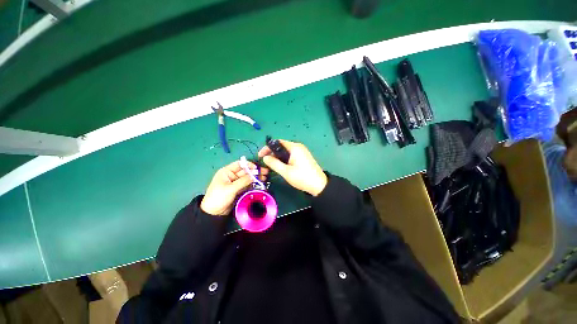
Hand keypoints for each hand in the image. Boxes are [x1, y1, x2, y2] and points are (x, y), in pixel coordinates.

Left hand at [201, 160, 268, 215]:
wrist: (214, 213)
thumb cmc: (218, 197)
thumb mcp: (230, 188)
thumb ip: (243, 181)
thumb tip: (254, 176)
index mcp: (227, 172)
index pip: (239, 164)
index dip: (249, 165)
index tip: (257, 168)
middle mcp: (232, 175)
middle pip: (246, 171)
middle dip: (255, 171)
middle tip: (266, 172)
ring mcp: (236, 183)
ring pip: (248, 178)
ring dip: (256, 177)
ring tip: (265, 178)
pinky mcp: (239, 189)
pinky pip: (248, 185)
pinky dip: (254, 184)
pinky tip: (261, 183)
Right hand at [259, 140, 326, 195]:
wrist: (319, 185)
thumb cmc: (302, 178)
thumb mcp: (286, 171)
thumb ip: (274, 163)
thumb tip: (265, 157)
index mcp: (294, 147)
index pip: (277, 142)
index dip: (267, 148)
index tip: (260, 156)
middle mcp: (298, 147)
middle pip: (281, 146)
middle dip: (272, 153)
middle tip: (266, 162)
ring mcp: (302, 151)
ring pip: (286, 151)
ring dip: (278, 157)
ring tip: (272, 165)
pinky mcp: (303, 157)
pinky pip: (291, 155)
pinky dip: (284, 159)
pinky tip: (281, 166)